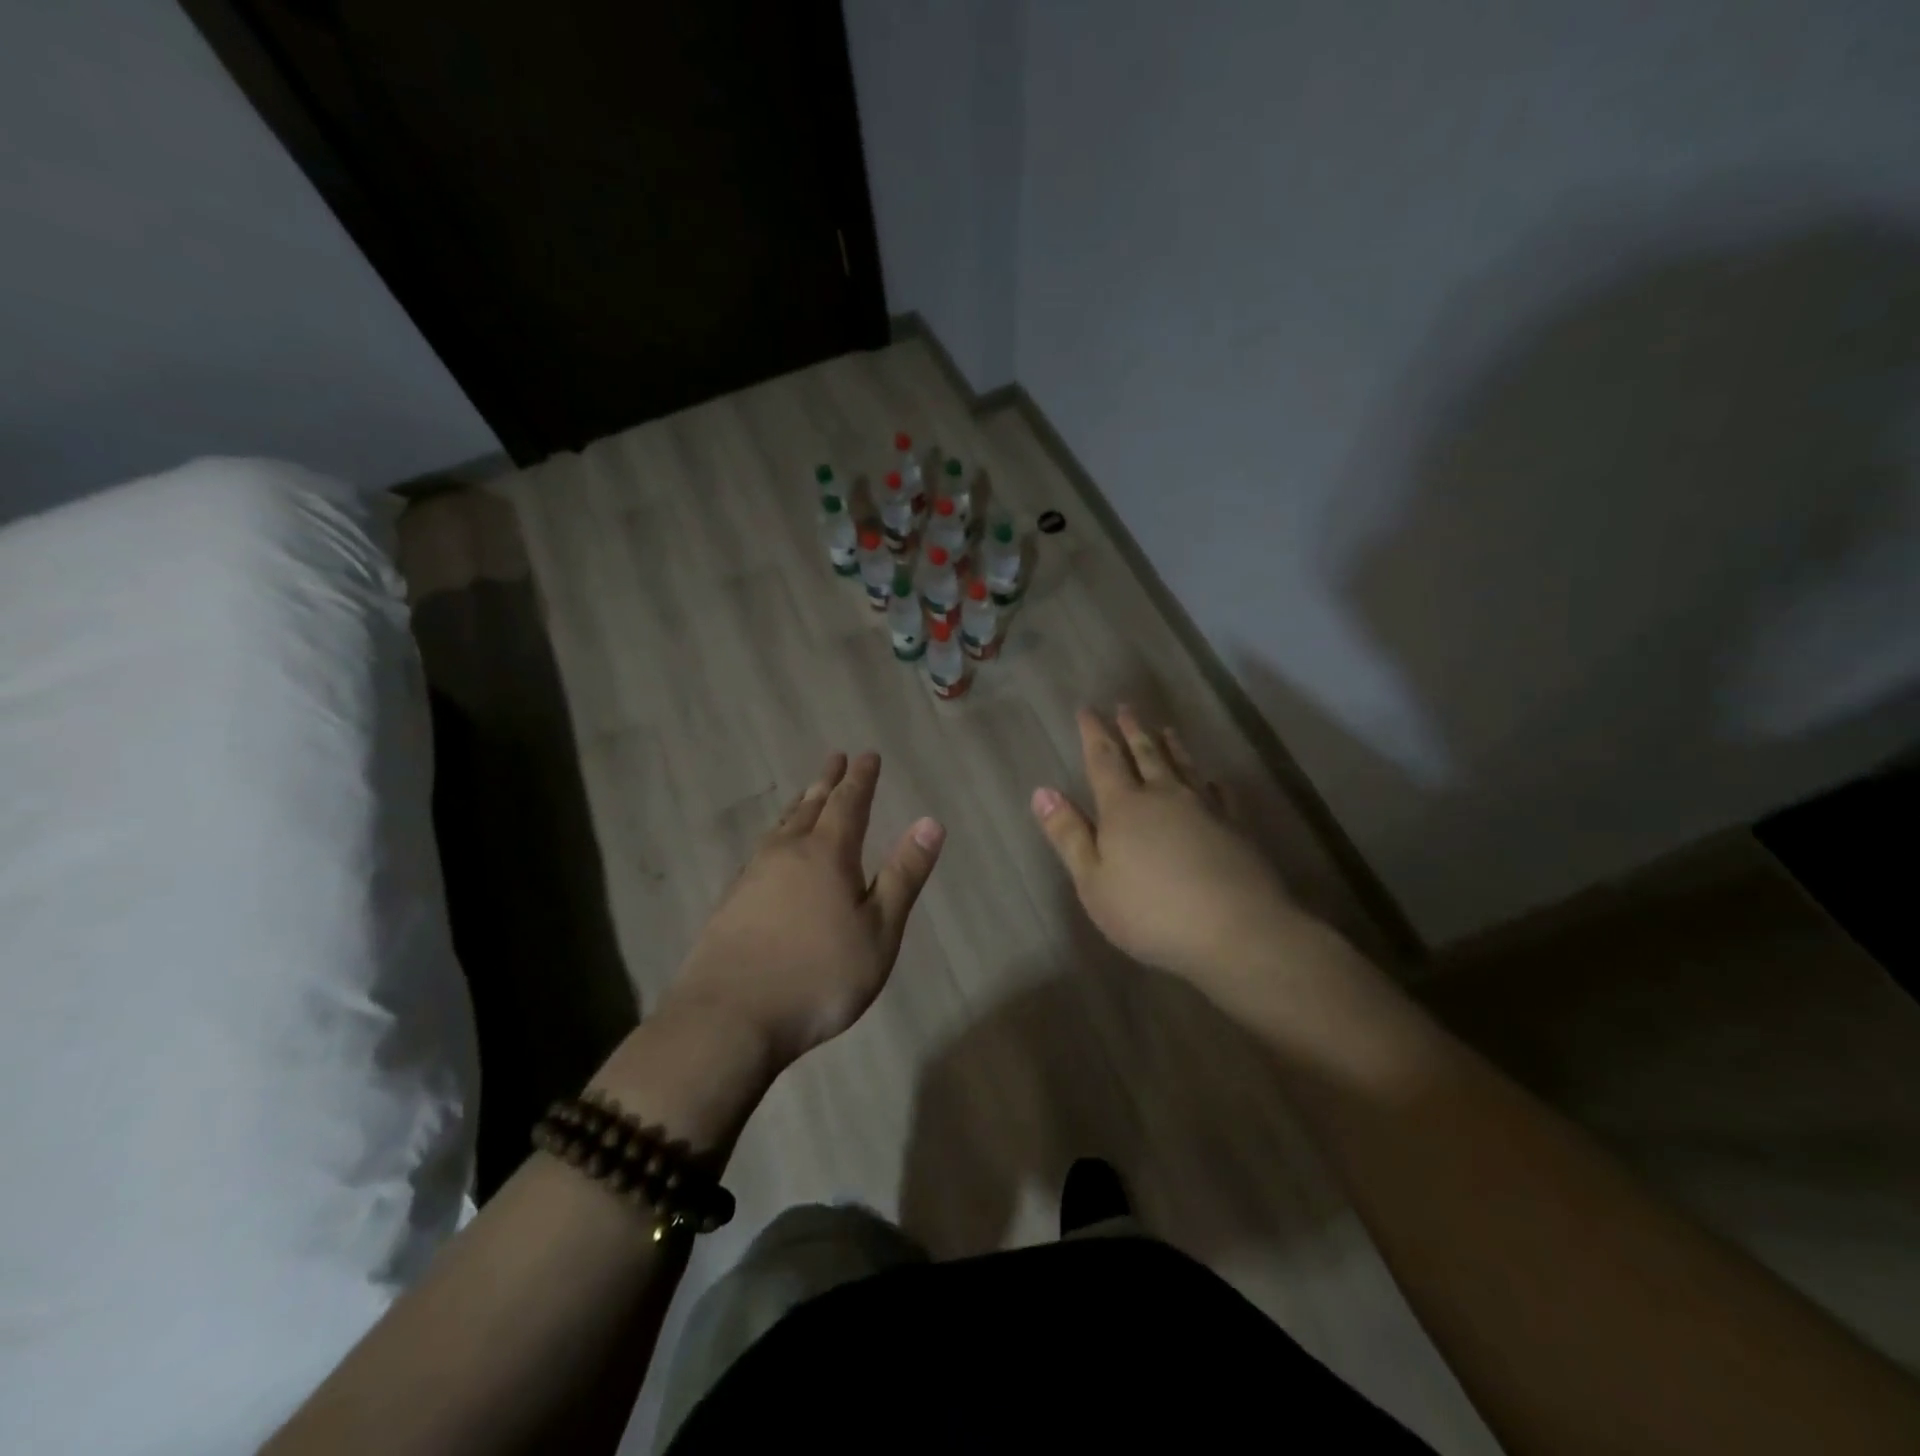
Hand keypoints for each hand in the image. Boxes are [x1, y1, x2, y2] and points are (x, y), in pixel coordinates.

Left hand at [661, 751, 943, 1069]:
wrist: (729, 1018)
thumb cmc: (819, 976)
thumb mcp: (879, 930)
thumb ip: (903, 875)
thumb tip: (931, 821)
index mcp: (827, 854)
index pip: (849, 803)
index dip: (861, 778)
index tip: (867, 755)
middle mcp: (787, 853)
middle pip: (810, 806)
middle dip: (827, 782)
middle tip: (835, 759)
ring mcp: (753, 875)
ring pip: (781, 827)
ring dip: (799, 805)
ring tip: (807, 795)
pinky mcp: (731, 901)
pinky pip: (761, 851)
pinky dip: (776, 837)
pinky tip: (771, 851)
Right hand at [1033, 707, 1302, 991]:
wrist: (1235, 929)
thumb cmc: (1150, 910)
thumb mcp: (1092, 880)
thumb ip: (1068, 835)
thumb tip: (1042, 791)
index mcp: (1124, 807)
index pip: (1104, 760)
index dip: (1094, 733)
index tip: (1087, 709)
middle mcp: (1164, 796)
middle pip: (1146, 754)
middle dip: (1132, 729)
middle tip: (1126, 706)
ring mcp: (1205, 809)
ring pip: (1184, 767)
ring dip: (1172, 746)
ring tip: (1166, 728)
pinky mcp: (1236, 828)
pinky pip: (1222, 794)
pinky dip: (1213, 782)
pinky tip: (1214, 780)